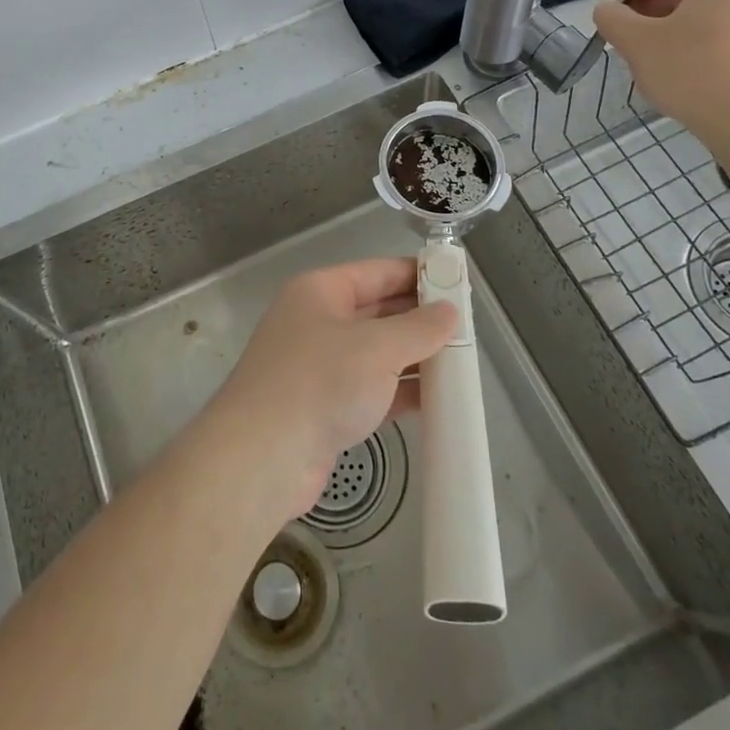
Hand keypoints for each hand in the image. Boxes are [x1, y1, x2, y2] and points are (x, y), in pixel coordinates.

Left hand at [210, 259, 458, 521]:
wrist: (261, 458)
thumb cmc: (319, 383)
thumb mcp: (376, 348)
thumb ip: (418, 328)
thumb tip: (449, 312)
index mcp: (321, 291)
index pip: (377, 272)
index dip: (417, 275)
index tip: (456, 282)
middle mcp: (318, 321)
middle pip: (378, 311)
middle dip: (420, 319)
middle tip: (467, 327)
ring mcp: (320, 366)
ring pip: (377, 353)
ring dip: (414, 357)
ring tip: (462, 362)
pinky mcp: (326, 407)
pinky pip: (372, 389)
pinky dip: (401, 391)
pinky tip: (438, 399)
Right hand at [592, 0, 729, 155]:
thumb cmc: (694, 74)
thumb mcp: (637, 43)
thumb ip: (613, 19)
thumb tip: (608, 11)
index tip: (615, 9)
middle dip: (652, 6)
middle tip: (628, 34)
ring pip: (707, 11)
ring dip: (672, 26)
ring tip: (651, 55)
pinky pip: (725, 33)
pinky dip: (697, 42)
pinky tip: (682, 71)